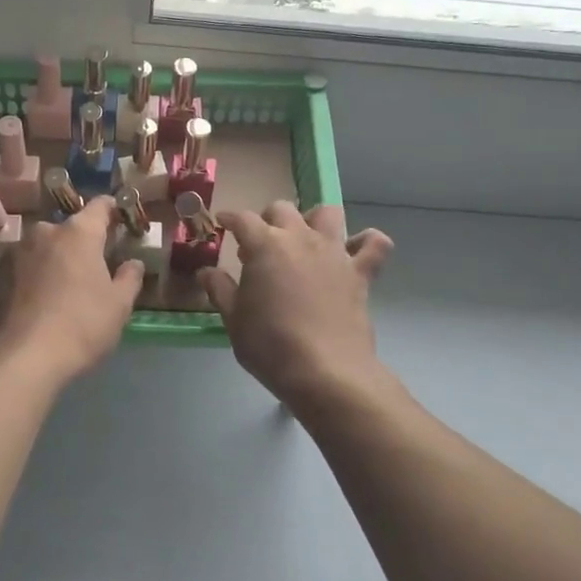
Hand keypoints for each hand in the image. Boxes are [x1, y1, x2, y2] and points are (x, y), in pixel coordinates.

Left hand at [0, 197, 143, 382]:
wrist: (25, 357)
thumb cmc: (83, 324)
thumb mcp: (119, 304)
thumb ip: (130, 277)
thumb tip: (134, 263)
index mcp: (79, 232)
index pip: (100, 205)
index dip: (114, 210)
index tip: (122, 221)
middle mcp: (46, 232)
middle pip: (71, 228)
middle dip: (83, 242)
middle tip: (96, 265)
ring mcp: (18, 252)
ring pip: (46, 247)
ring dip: (57, 259)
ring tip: (67, 286)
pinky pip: (26, 267)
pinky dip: (36, 276)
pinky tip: (42, 301)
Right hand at [198, 202, 392, 412]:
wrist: (326, 372)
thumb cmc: (270, 344)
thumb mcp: (234, 319)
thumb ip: (219, 289)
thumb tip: (206, 272)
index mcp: (265, 245)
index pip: (243, 219)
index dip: (230, 219)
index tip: (223, 223)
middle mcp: (300, 238)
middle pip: (282, 209)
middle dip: (267, 219)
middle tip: (260, 245)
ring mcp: (334, 252)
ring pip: (327, 213)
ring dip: (313, 219)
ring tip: (305, 240)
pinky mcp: (360, 273)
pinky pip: (374, 244)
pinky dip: (365, 242)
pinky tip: (353, 252)